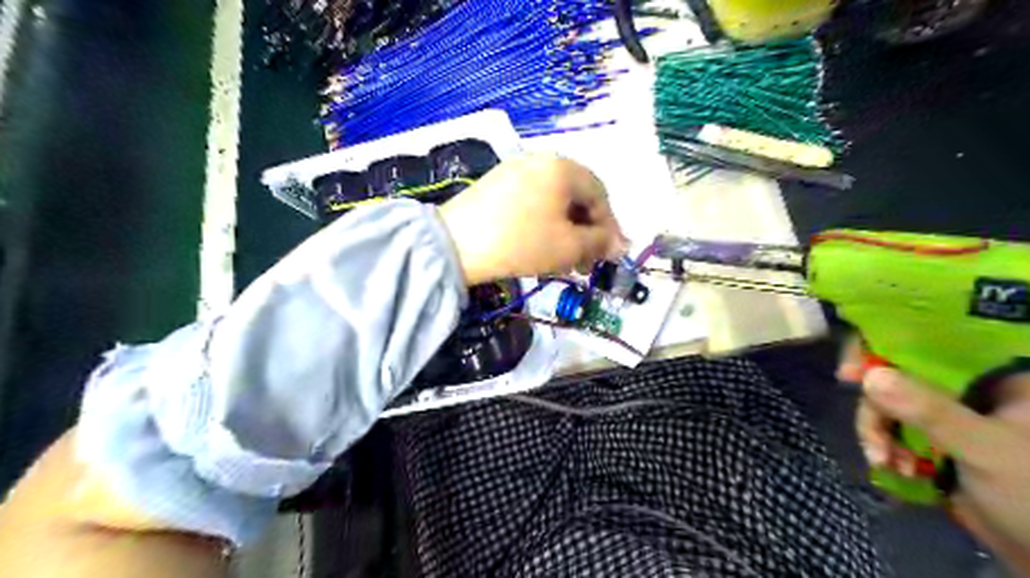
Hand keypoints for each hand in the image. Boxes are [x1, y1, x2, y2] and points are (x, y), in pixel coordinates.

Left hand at [435, 154, 623, 282]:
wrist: (455, 245)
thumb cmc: (521, 242)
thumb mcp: (568, 247)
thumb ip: (600, 243)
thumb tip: (619, 245)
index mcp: (564, 167)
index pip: (600, 195)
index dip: (610, 228)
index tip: (610, 256)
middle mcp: (541, 160)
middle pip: (576, 197)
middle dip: (585, 233)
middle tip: (585, 264)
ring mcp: (515, 169)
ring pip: (554, 201)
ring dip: (565, 231)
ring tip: (563, 261)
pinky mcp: (496, 184)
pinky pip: (532, 201)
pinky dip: (543, 223)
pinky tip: (539, 246)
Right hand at [835, 344, 1028, 574]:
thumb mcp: (986, 450)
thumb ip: (930, 411)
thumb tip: (870, 376)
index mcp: (996, 377)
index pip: (929, 344)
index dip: (884, 348)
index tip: (852, 370)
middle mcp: (969, 389)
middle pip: (899, 375)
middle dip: (875, 403)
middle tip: (863, 421)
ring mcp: (950, 416)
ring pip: (891, 405)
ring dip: (877, 431)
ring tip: (882, 460)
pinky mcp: (936, 441)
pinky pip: (894, 429)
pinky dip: (884, 446)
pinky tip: (890, 467)